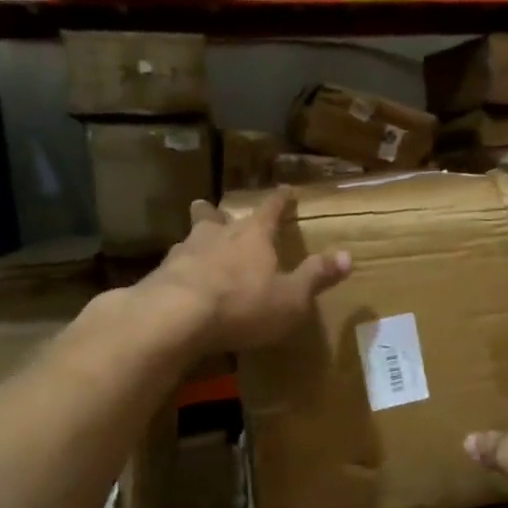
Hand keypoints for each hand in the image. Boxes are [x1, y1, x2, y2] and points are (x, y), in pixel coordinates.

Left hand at [137, 190, 350, 353]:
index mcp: (253, 236)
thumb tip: (348, 255)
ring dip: (196, 239)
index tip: (286, 190)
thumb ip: (316, 276)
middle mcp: (217, 235)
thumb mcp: (291, 297)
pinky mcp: (159, 276)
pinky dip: (179, 270)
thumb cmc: (243, 304)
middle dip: (219, 213)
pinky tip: (178, 281)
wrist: (175, 317)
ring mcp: (183, 253)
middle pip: (216, 216)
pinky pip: (173, 267)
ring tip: (196, 246)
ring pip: (190, 238)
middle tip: (216, 210)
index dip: (280, 200)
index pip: (270, 209)